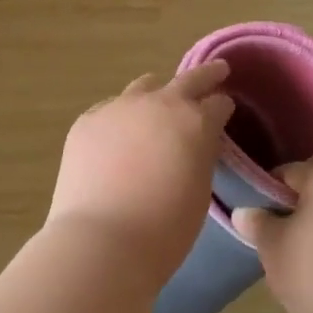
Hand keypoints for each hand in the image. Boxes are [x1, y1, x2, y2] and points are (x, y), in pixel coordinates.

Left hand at [44, 62, 233, 285]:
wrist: (102, 241)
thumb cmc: (164, 229)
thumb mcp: (199, 191)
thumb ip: (200, 156)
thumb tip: (195, 142)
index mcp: (194, 122)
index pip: (218, 103)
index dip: (223, 107)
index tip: (225, 110)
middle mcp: (158, 104)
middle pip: (188, 79)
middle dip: (205, 75)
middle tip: (216, 71)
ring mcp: (118, 108)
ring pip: (144, 86)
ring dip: (156, 94)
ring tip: (157, 105)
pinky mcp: (87, 121)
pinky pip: (110, 109)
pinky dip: (121, 117)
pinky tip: (117, 136)